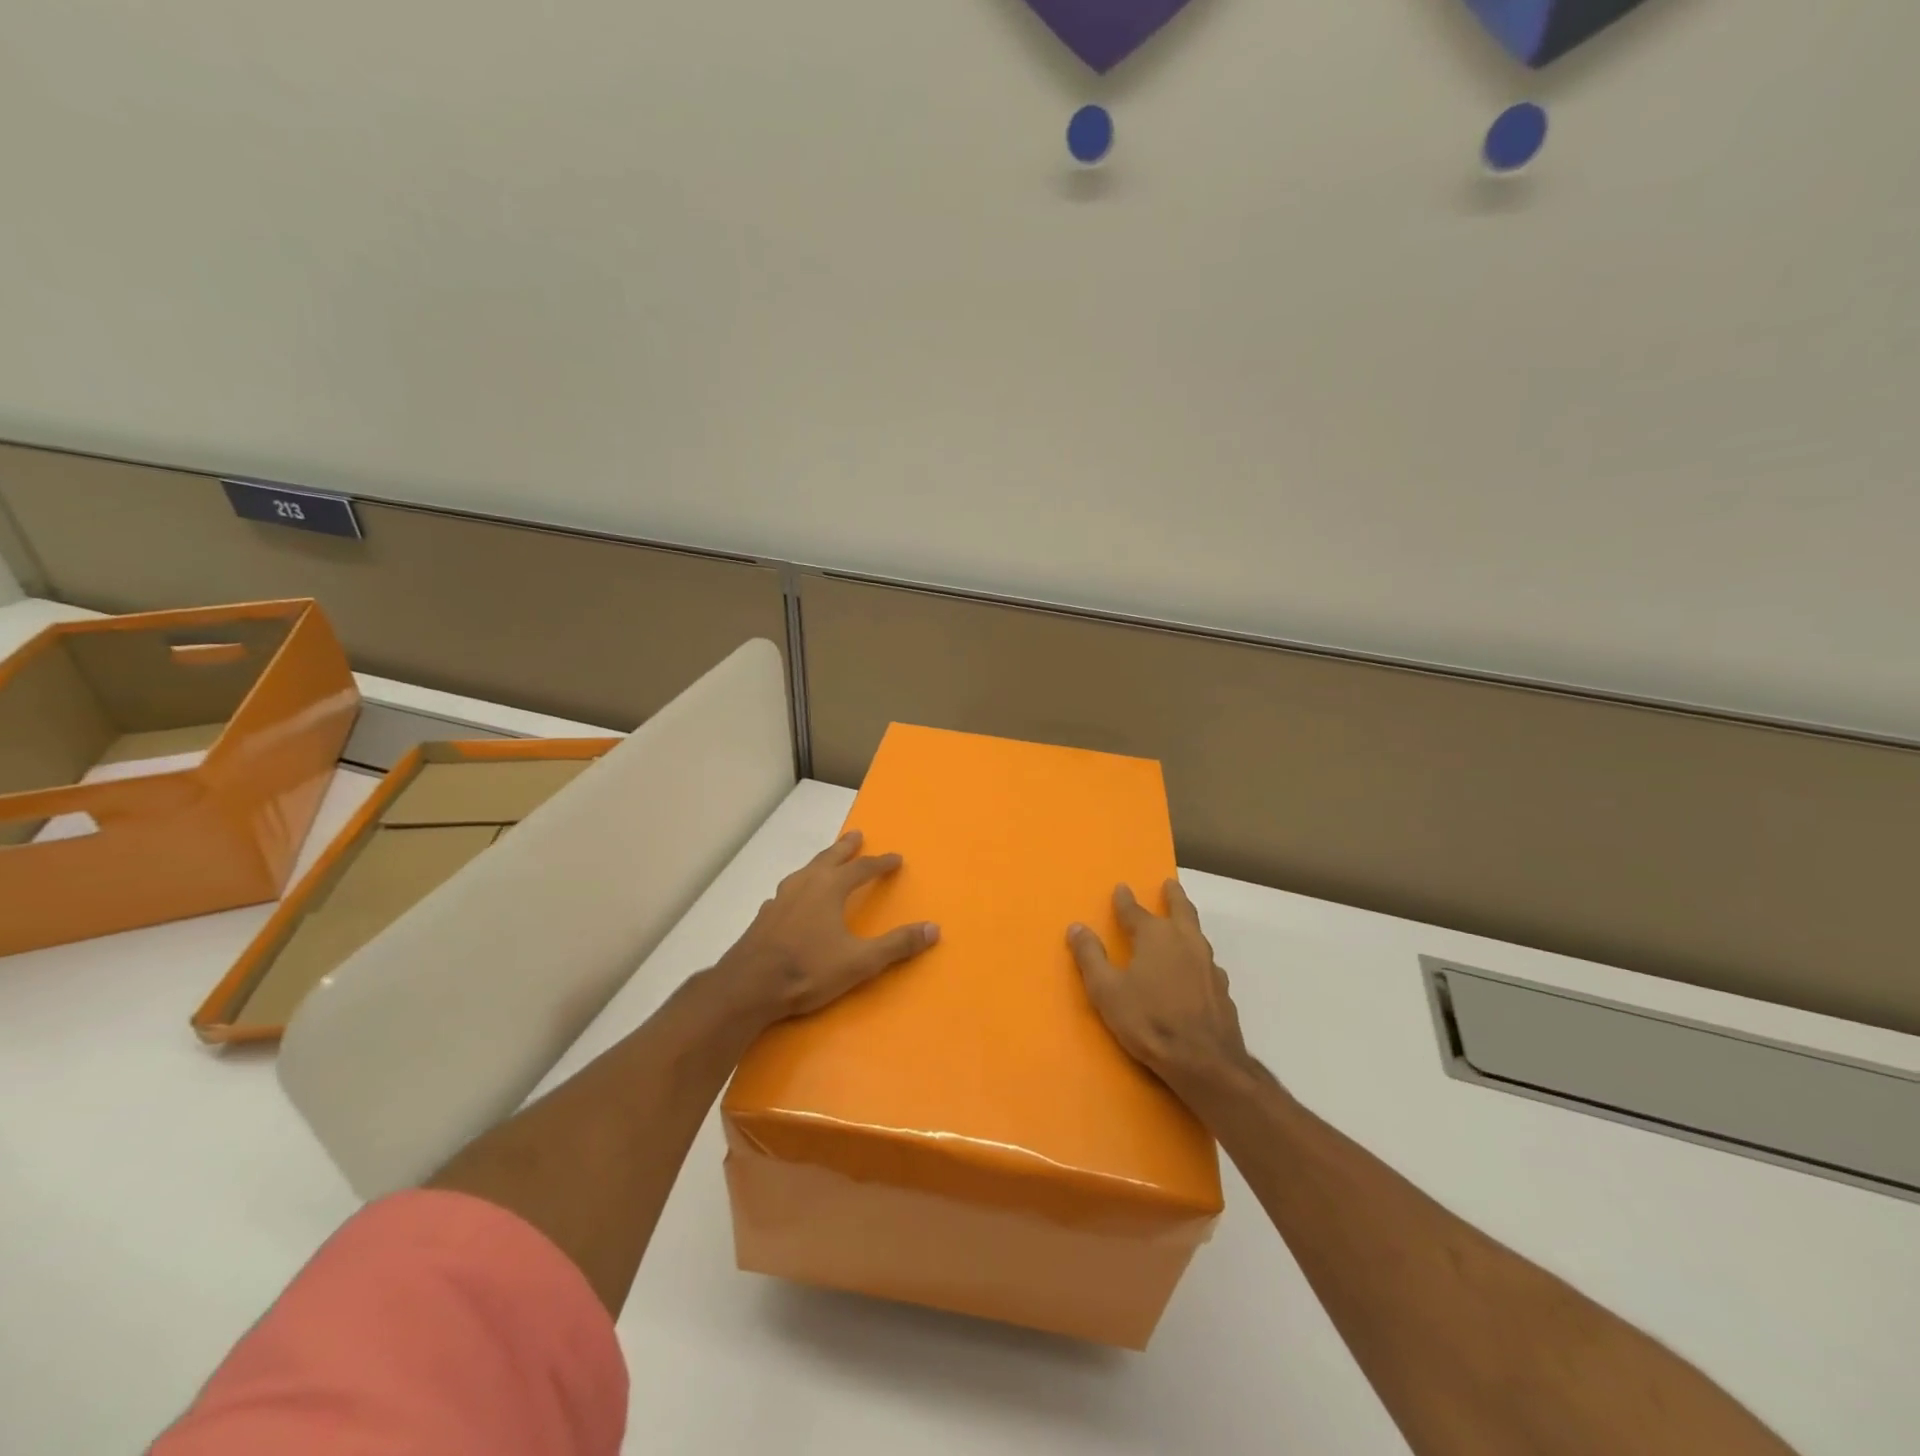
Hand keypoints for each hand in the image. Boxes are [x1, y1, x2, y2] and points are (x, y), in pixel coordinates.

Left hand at [719, 831, 938, 1027]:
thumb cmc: (808, 969)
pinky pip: (787, 892)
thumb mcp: (860, 961)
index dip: (880, 863)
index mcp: (830, 888)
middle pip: (829, 858)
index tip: (895, 858)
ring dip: (820, 863)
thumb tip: (934, 928)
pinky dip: (799, 887)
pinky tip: (794, 899)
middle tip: (856, 835)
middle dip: (846, 847)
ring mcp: (780, 899)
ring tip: (826, 862)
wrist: (747, 987)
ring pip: (805, 871)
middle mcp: (805, 884)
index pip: (862, 868)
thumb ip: (897, 944)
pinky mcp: (764, 917)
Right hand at [1069, 880, 1252, 1097]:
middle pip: (1181, 910)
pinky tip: (1196, 968)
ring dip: (1188, 923)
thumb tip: (1077, 927)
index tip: (1121, 888)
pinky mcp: (1221, 989)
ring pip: (1197, 933)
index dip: (1124, 900)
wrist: (1205, 1061)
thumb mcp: (1107, 991)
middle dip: (1173, 896)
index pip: (1135, 911)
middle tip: (1170, 885)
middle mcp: (1185, 941)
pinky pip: (1206, 961)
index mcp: (1155, 936)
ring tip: (1183, 922)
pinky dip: (1197, 956)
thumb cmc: (1149, 1021)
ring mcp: (1208, 964)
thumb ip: (1090, 957)